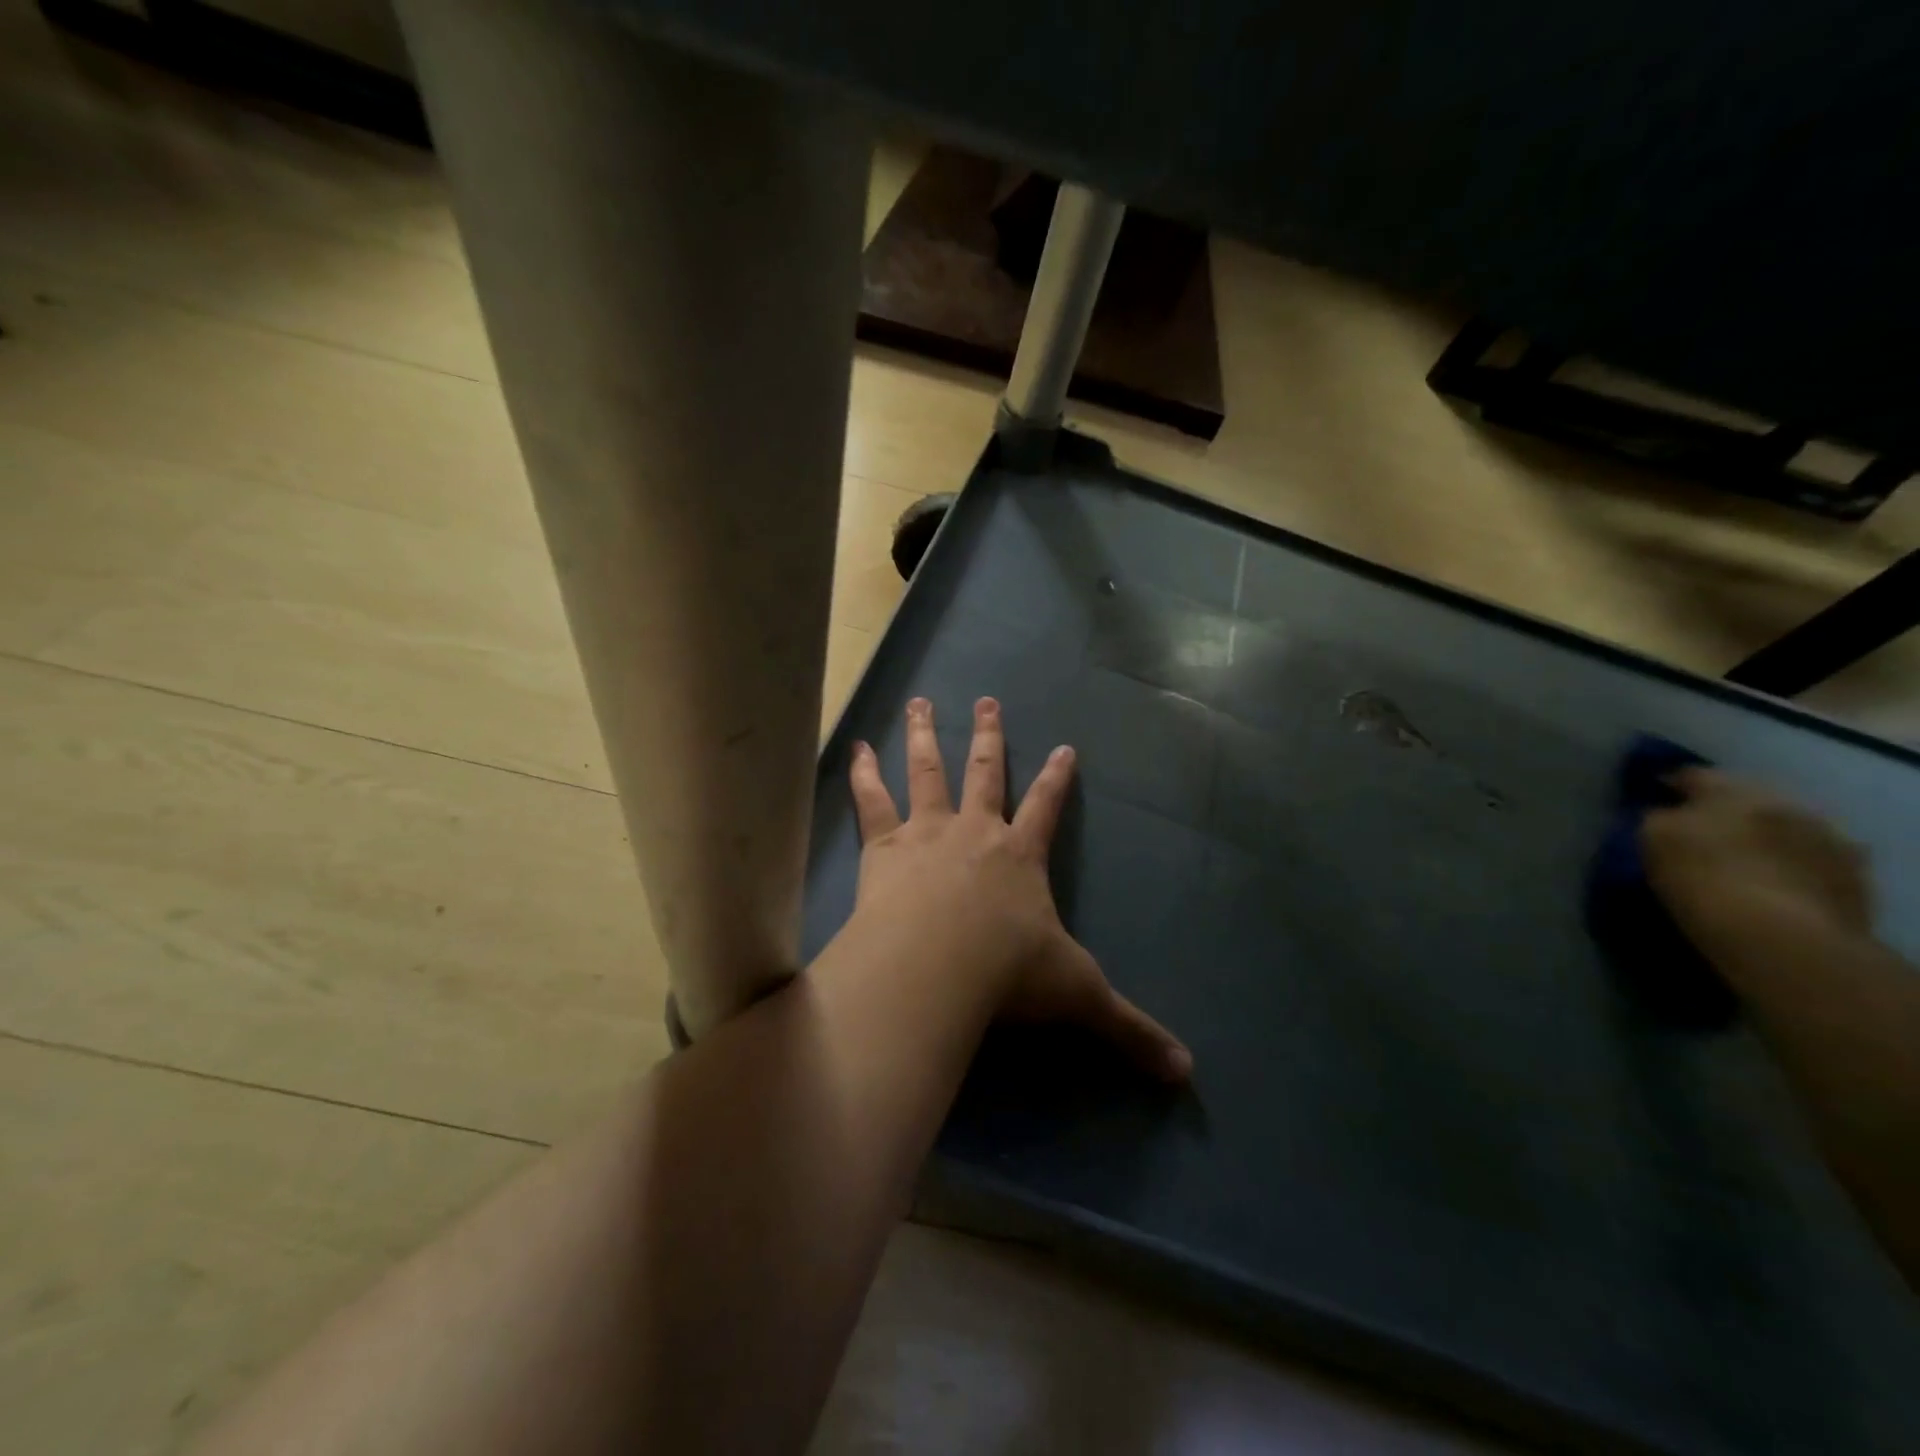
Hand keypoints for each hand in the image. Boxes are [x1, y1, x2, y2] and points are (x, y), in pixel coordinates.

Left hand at [847, 696, 1191, 1083]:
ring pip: (927, 771)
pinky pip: (872, 801)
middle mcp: (975, 831)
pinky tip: (856, 747)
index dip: (1057, 779)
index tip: (1065, 747)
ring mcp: (927, 832)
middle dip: (989, 736)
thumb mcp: (1078, 999)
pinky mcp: (883, 847)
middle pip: (985, 771)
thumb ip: (1129, 1030)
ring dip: (924, 735)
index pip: (1047, 808)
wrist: (936, 966)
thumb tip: (1187, 1073)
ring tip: (919, 702)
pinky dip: (863, 773)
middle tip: (986, 699)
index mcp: (1021, 857)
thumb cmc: (1008, 975)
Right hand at [1643, 769, 1873, 949]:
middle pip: (1744, 798)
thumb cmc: (1700, 877)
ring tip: (1739, 860)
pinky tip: (1773, 883)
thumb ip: (1658, 817)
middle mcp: (1783, 803)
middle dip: (1722, 812)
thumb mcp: (1652, 840)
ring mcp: (1824, 838)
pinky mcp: (1848, 875)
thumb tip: (1667, 813)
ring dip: (1761, 837)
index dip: (1669, 785)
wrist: (1778, 935)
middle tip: (1698, 832)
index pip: (1692, 775)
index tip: (1654, 799)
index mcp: (1731, 789)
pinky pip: (1810, 859)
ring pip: (1782, 827)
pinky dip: (1790, 865)